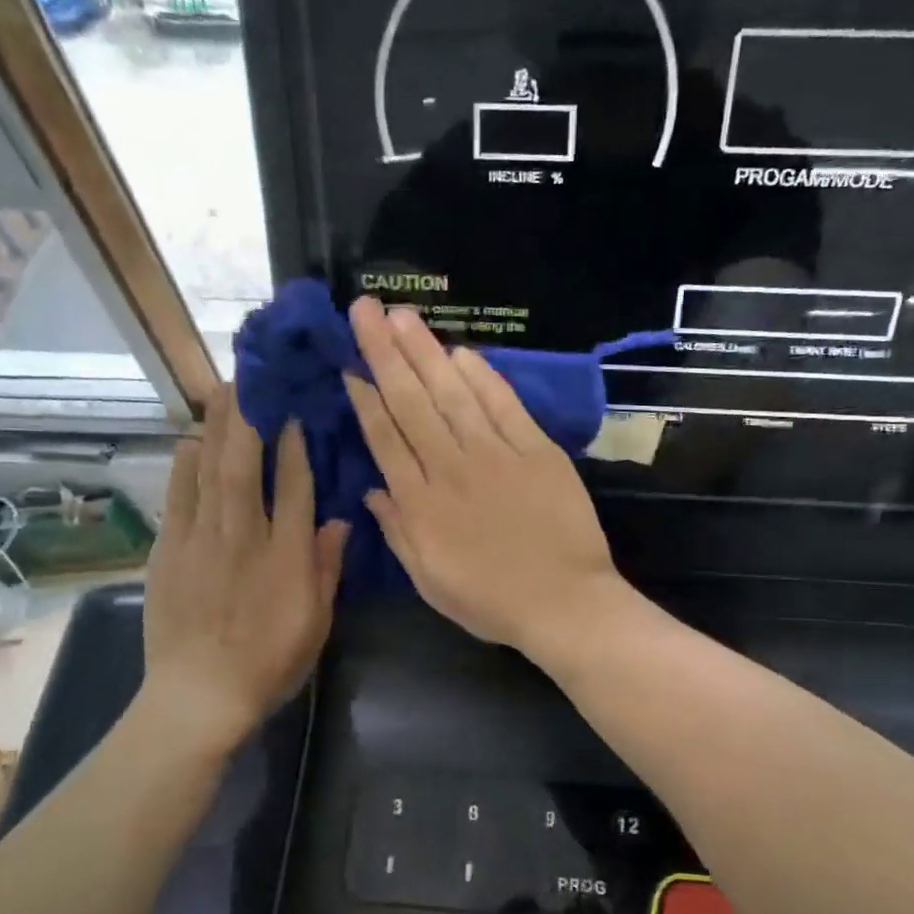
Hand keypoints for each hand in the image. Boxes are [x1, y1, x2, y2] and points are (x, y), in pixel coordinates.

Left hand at [143, 385, 347, 739]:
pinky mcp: (168, 551)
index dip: (296, 445)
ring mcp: (200, 541)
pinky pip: (177, 496)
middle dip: (248, 418)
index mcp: (286, 556)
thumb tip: (339, 519)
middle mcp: (243, 537)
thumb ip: (327, 568)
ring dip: (215, 428)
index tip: (295, 410)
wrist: (199, 697)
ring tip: (221, 393)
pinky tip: (189, 441)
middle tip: (250, 379)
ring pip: (208, 471)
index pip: (295, 487)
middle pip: (245, 464)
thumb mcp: (316, 622)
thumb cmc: (269, 662)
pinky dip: (183, 464)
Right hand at [343, 298, 623, 651]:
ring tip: (401, 315)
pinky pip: (503, 406)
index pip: (384, 439)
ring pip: (452, 394)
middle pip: (411, 403)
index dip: (364, 399)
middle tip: (364, 309)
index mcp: (420, 505)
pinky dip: (482, 377)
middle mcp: (450, 469)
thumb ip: (398, 532)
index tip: (349, 364)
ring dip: (425, 351)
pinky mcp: (536, 450)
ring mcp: (496, 455)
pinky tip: (460, 352)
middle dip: (384, 353)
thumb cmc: (492, 601)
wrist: (564, 604)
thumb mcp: (429, 581)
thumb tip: (371, 490)